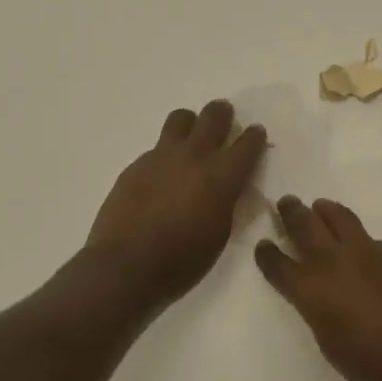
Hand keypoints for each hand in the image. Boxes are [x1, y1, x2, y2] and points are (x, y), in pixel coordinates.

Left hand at [86, 101, 266, 306]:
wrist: (126, 266)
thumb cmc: (182, 261)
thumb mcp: (220, 233)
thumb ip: (227, 201)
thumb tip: (228, 187)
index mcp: (221, 176)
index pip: (247, 143)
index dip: (255, 136)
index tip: (256, 134)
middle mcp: (194, 157)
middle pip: (213, 116)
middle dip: (223, 114)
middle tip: (225, 120)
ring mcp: (161, 157)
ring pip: (181, 119)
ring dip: (191, 123)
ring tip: (191, 139)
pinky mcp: (136, 165)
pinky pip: (157, 147)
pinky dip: (166, 154)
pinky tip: (162, 175)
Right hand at [255, 196, 381, 380]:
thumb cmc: (375, 366)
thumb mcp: (330, 343)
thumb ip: (318, 310)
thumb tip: (319, 292)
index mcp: (312, 288)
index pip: (279, 263)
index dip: (267, 253)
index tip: (263, 245)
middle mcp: (335, 261)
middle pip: (305, 225)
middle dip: (291, 212)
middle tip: (286, 202)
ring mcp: (369, 251)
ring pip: (340, 218)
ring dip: (325, 211)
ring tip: (320, 207)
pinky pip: (370, 239)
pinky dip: (359, 240)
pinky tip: (364, 253)